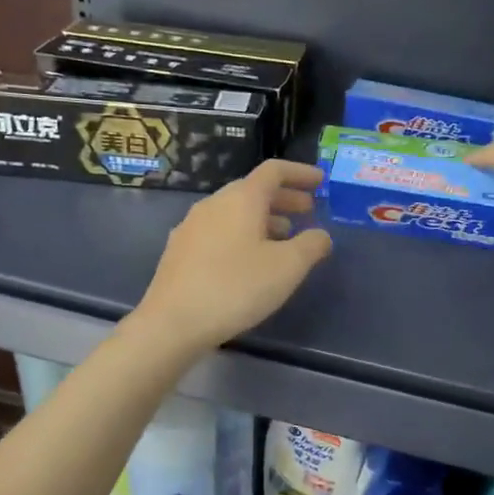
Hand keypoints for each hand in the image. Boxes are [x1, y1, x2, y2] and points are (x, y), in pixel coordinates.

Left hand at [131, 160, 332, 354]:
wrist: (172, 322)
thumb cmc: (236, 288)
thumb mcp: (287, 268)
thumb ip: (311, 245)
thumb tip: (320, 235)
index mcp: (241, 199)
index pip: (274, 171)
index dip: (300, 173)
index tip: (321, 182)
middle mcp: (214, 204)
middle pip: (253, 190)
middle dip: (284, 198)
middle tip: (307, 211)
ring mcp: (192, 226)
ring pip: (235, 212)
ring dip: (264, 219)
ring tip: (284, 239)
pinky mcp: (180, 251)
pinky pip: (219, 231)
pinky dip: (243, 235)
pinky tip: (250, 260)